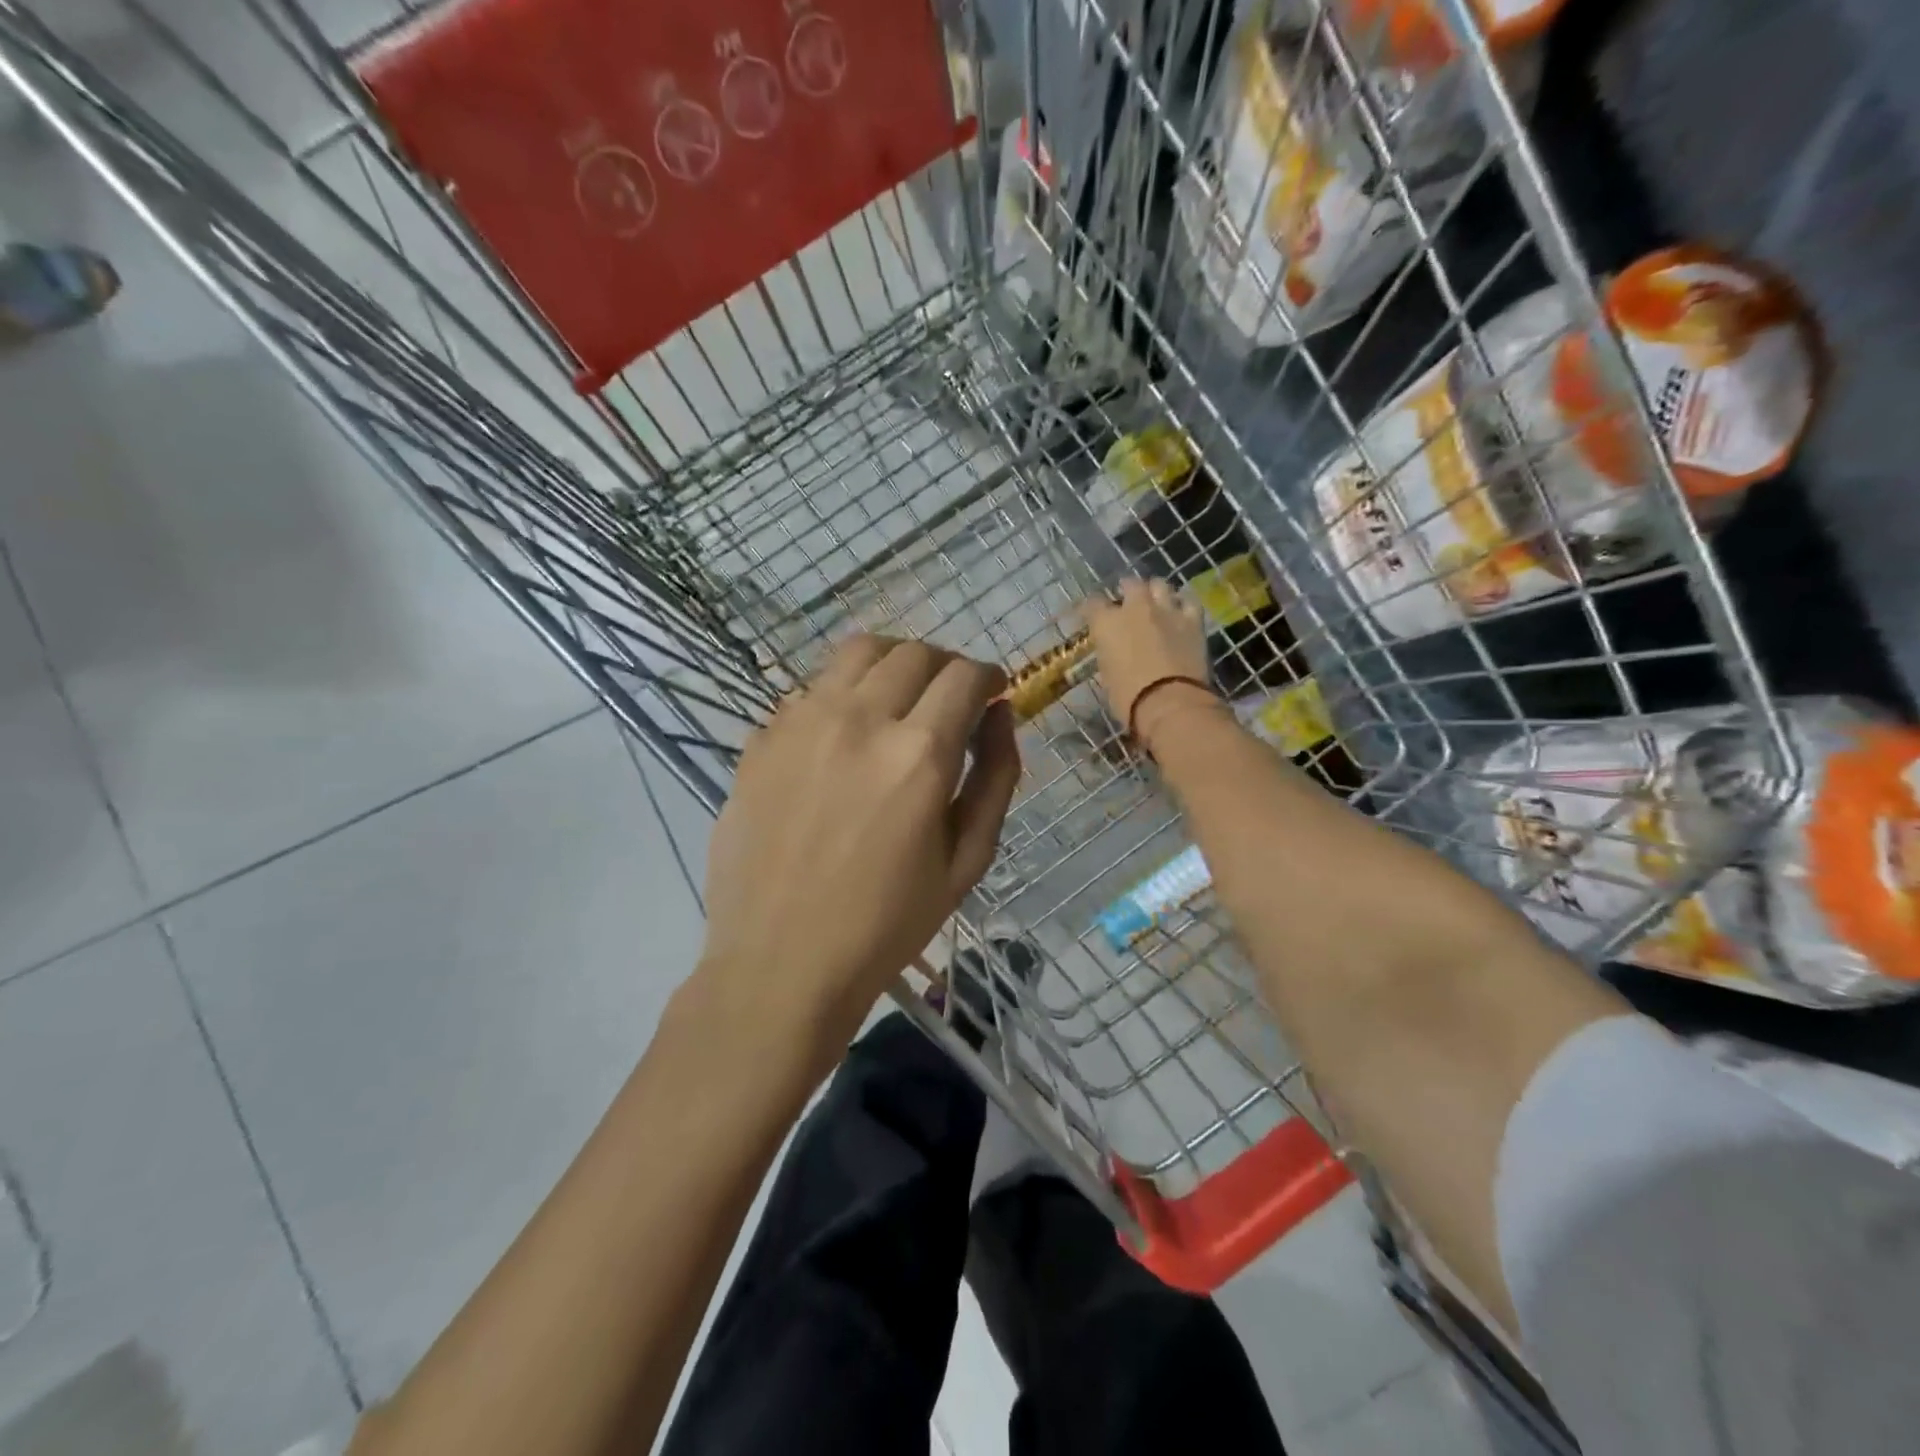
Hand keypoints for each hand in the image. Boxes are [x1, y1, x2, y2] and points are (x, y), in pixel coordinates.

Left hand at [696, 636, 1022, 1063]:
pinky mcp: (762, 739)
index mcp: (918, 753)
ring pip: (858, 653)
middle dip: (945, 667)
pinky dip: (841, 695)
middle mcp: (859, 719)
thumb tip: (1000, 714)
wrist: (781, 962)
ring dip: (892, 665)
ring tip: (898, 700)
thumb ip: (996, 776)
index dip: (987, 678)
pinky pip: (811, 689)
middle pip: (914, 653)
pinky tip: (842, 737)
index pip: (964, 675)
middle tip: (948, 701)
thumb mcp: (967, 860)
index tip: (989, 696)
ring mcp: (801, 722)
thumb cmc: (887, 923)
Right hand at [1084, 579, 1216, 749]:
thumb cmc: (1128, 697)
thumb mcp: (1107, 675)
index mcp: (1106, 623)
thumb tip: (1115, 651)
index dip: (1093, 608)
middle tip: (1128, 602)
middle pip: (1131, 584)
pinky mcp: (1193, 620)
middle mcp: (1135, 608)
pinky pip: (1189, 601)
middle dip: (1128, 590)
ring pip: (1160, 585)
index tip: (1093, 614)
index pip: (1093, 603)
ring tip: (1156, 601)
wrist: (1169, 703)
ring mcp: (1166, 610)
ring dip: (1156, 591)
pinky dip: (1183, 604)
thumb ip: (1109, 653)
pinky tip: (1181, 611)